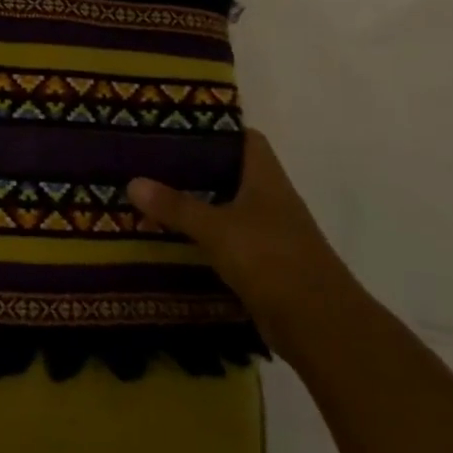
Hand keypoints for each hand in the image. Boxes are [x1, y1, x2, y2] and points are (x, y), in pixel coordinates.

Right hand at [129, 130, 361, 359]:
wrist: (320, 326)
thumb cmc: (272, 260)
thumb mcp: (216, 228)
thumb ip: (176, 206)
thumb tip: (132, 181)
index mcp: (266, 179)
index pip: (245, 139)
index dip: (215, 129)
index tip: (177, 126)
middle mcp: (270, 200)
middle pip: (230, 173)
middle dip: (194, 168)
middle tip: (150, 161)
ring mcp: (268, 233)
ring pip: (226, 207)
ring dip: (195, 204)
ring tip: (151, 196)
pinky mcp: (262, 264)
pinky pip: (225, 240)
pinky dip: (202, 237)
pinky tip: (171, 237)